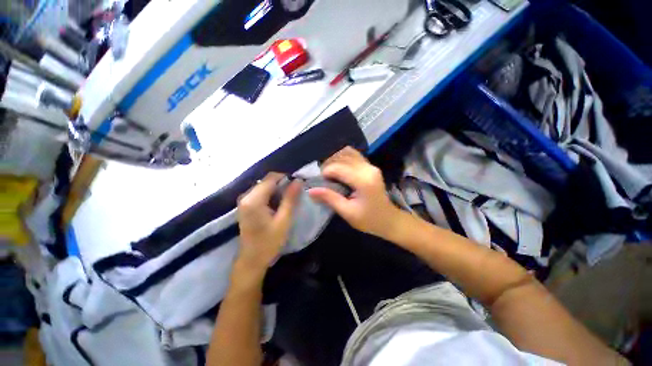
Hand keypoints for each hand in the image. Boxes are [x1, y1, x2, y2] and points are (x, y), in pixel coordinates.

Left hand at [235, 173, 300, 282]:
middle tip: (296, 192)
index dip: (286, 177)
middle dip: (282, 183)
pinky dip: (272, 194)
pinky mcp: (246, 205)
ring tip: (290, 198)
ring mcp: (244, 200)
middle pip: (267, 181)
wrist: (251, 260)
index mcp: (254, 199)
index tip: (298, 183)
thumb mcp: (284, 220)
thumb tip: (298, 180)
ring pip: (265, 186)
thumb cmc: (269, 242)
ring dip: (278, 189)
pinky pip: (261, 193)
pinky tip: (279, 203)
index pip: (271, 178)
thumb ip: (290, 199)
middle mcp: (245, 196)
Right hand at [308, 147, 402, 239]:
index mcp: (363, 181)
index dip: (325, 173)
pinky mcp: (370, 166)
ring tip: (330, 173)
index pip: (338, 168)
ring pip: (347, 153)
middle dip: (329, 165)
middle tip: (324, 179)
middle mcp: (368, 168)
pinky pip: (354, 155)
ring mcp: (371, 165)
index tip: (320, 184)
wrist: (389, 219)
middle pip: (342, 157)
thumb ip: (330, 198)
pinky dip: (343, 158)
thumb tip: (310, 190)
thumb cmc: (369, 220)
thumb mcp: (347, 212)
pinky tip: (339, 169)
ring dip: (335, 160)